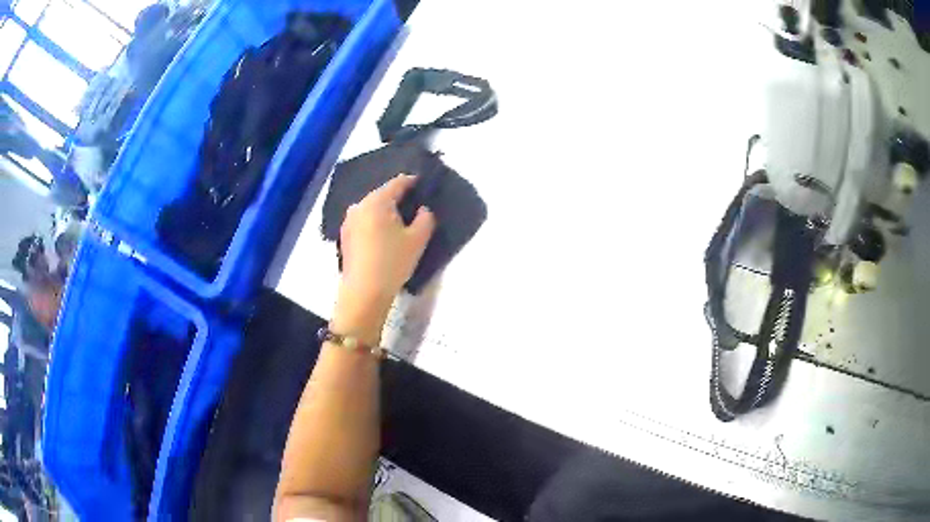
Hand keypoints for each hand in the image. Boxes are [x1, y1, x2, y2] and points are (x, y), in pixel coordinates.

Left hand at [335, 174, 435, 337]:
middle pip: (382, 194)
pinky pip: (364, 221)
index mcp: (377, 201)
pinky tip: (383, 235)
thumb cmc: (392, 262)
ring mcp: (348, 221)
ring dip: (385, 211)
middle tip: (413, 204)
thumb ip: (425, 219)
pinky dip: (375, 223)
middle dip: (397, 198)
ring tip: (399, 221)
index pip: (397, 183)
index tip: (422, 184)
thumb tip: (422, 209)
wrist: (364, 293)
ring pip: (371, 209)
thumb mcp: (417, 240)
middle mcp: (359, 206)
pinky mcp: (345, 237)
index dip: (412, 182)